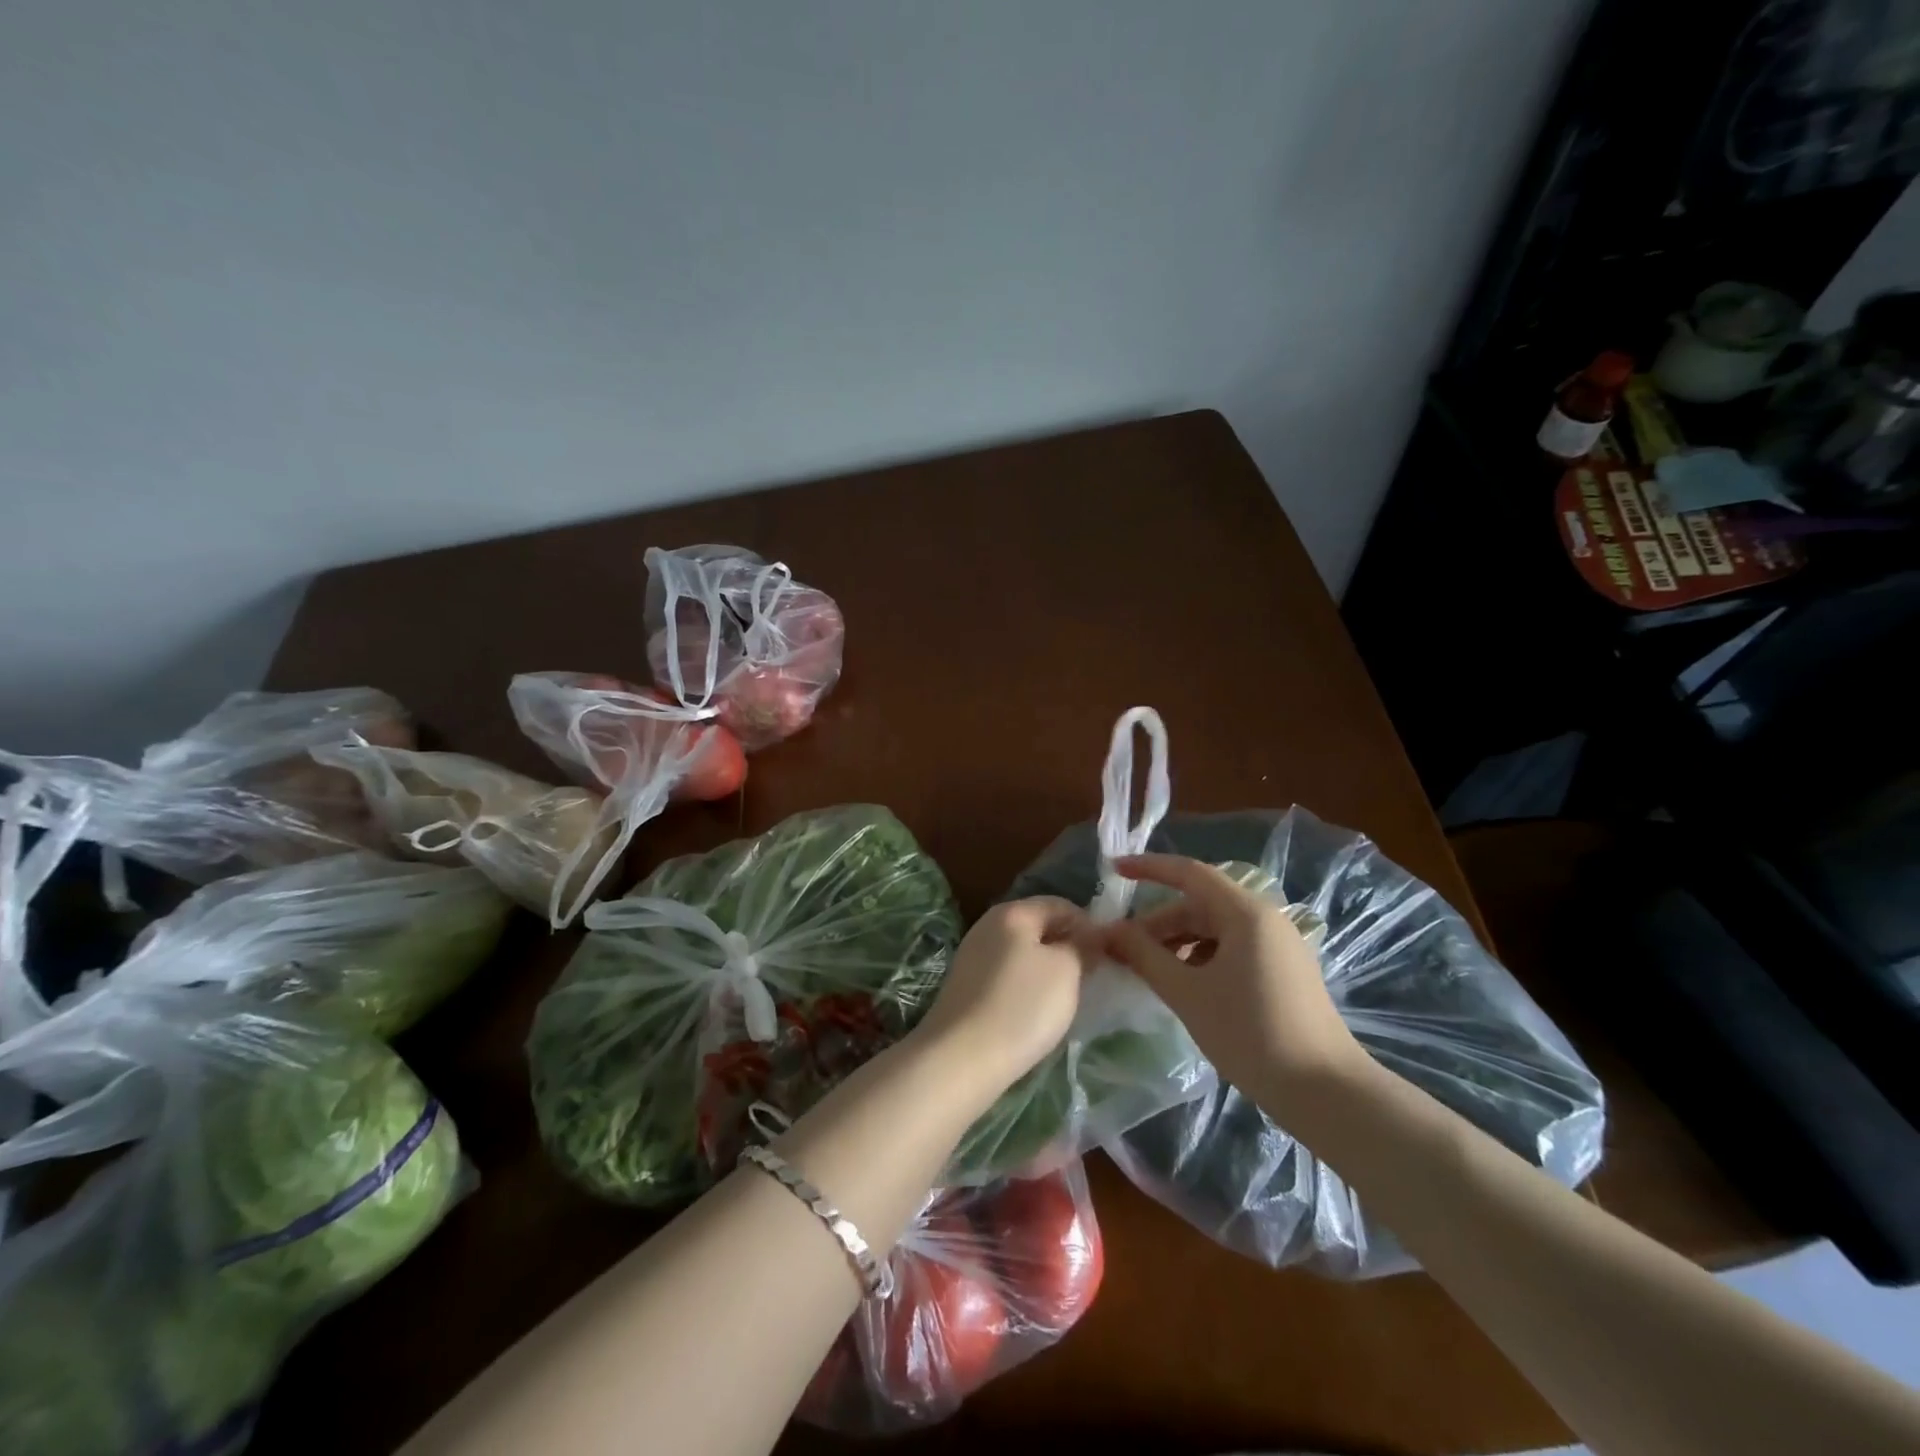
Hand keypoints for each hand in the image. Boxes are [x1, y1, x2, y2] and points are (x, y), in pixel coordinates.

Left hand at [911, 897, 1089, 1110]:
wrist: (961, 1058)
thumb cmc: (1021, 1007)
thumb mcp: (1066, 971)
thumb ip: (1082, 947)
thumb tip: (1090, 936)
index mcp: (1012, 912)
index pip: (1060, 905)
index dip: (1088, 925)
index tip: (1108, 955)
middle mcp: (987, 925)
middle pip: (1038, 926)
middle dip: (1067, 946)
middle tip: (1091, 977)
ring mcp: (972, 956)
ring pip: (1021, 952)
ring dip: (1047, 969)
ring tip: (1066, 997)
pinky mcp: (965, 986)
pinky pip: (1006, 975)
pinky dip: (1025, 986)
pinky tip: (1035, 1011)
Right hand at [1090, 854, 1366, 1120]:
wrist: (1327, 1093)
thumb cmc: (1251, 1034)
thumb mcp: (1187, 993)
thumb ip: (1144, 956)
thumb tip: (1109, 931)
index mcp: (1245, 913)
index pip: (1189, 873)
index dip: (1148, 868)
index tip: (1114, 871)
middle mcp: (1265, 919)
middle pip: (1200, 904)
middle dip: (1158, 922)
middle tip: (1121, 947)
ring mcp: (1278, 946)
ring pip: (1215, 929)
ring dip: (1177, 943)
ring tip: (1147, 971)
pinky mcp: (1284, 972)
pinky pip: (1232, 949)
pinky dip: (1201, 958)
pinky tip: (1184, 987)